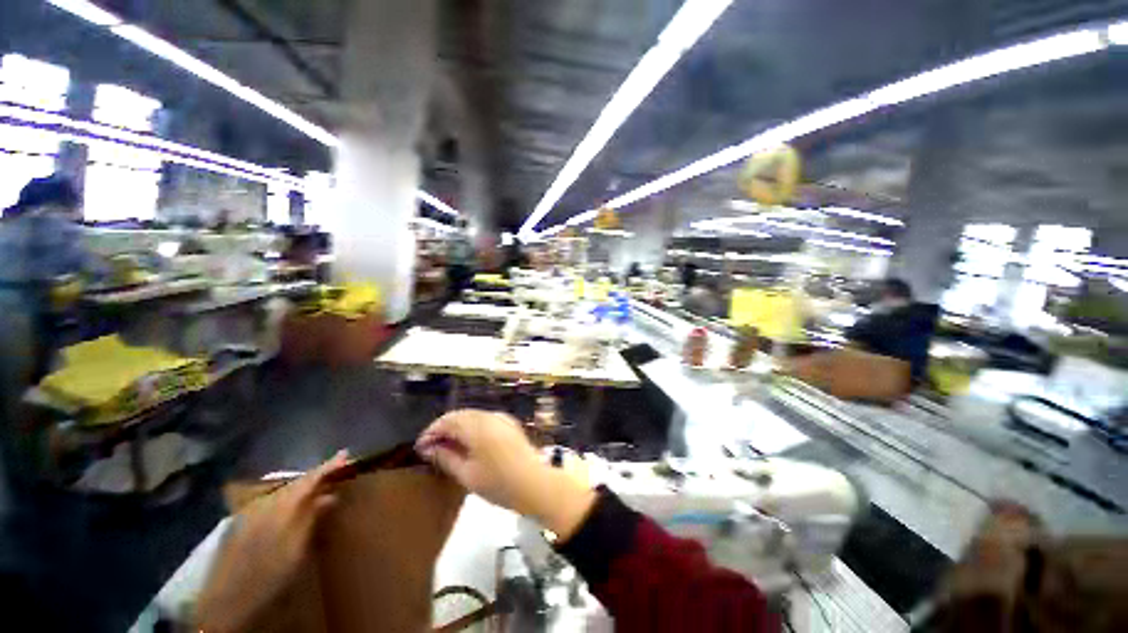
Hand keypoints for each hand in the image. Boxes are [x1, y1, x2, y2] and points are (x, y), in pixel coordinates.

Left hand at [195, 452, 349, 632]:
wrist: (226, 604)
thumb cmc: (269, 577)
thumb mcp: (297, 551)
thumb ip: (312, 519)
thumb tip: (330, 495)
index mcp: (280, 506)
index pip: (309, 480)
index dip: (328, 466)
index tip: (345, 454)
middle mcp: (262, 503)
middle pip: (294, 484)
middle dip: (315, 476)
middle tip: (335, 470)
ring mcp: (247, 513)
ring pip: (280, 492)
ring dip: (299, 487)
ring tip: (316, 485)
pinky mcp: (238, 525)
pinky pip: (268, 502)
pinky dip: (284, 499)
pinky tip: (288, 505)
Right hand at [416, 410, 595, 539]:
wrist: (535, 483)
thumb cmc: (499, 483)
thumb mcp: (467, 474)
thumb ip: (446, 457)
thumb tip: (429, 448)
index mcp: (477, 426)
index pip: (447, 421)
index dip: (431, 432)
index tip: (420, 447)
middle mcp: (489, 415)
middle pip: (460, 415)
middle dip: (443, 428)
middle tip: (431, 448)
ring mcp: (501, 417)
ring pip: (472, 415)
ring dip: (457, 426)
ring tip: (447, 446)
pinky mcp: (509, 423)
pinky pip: (484, 418)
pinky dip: (472, 426)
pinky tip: (468, 442)